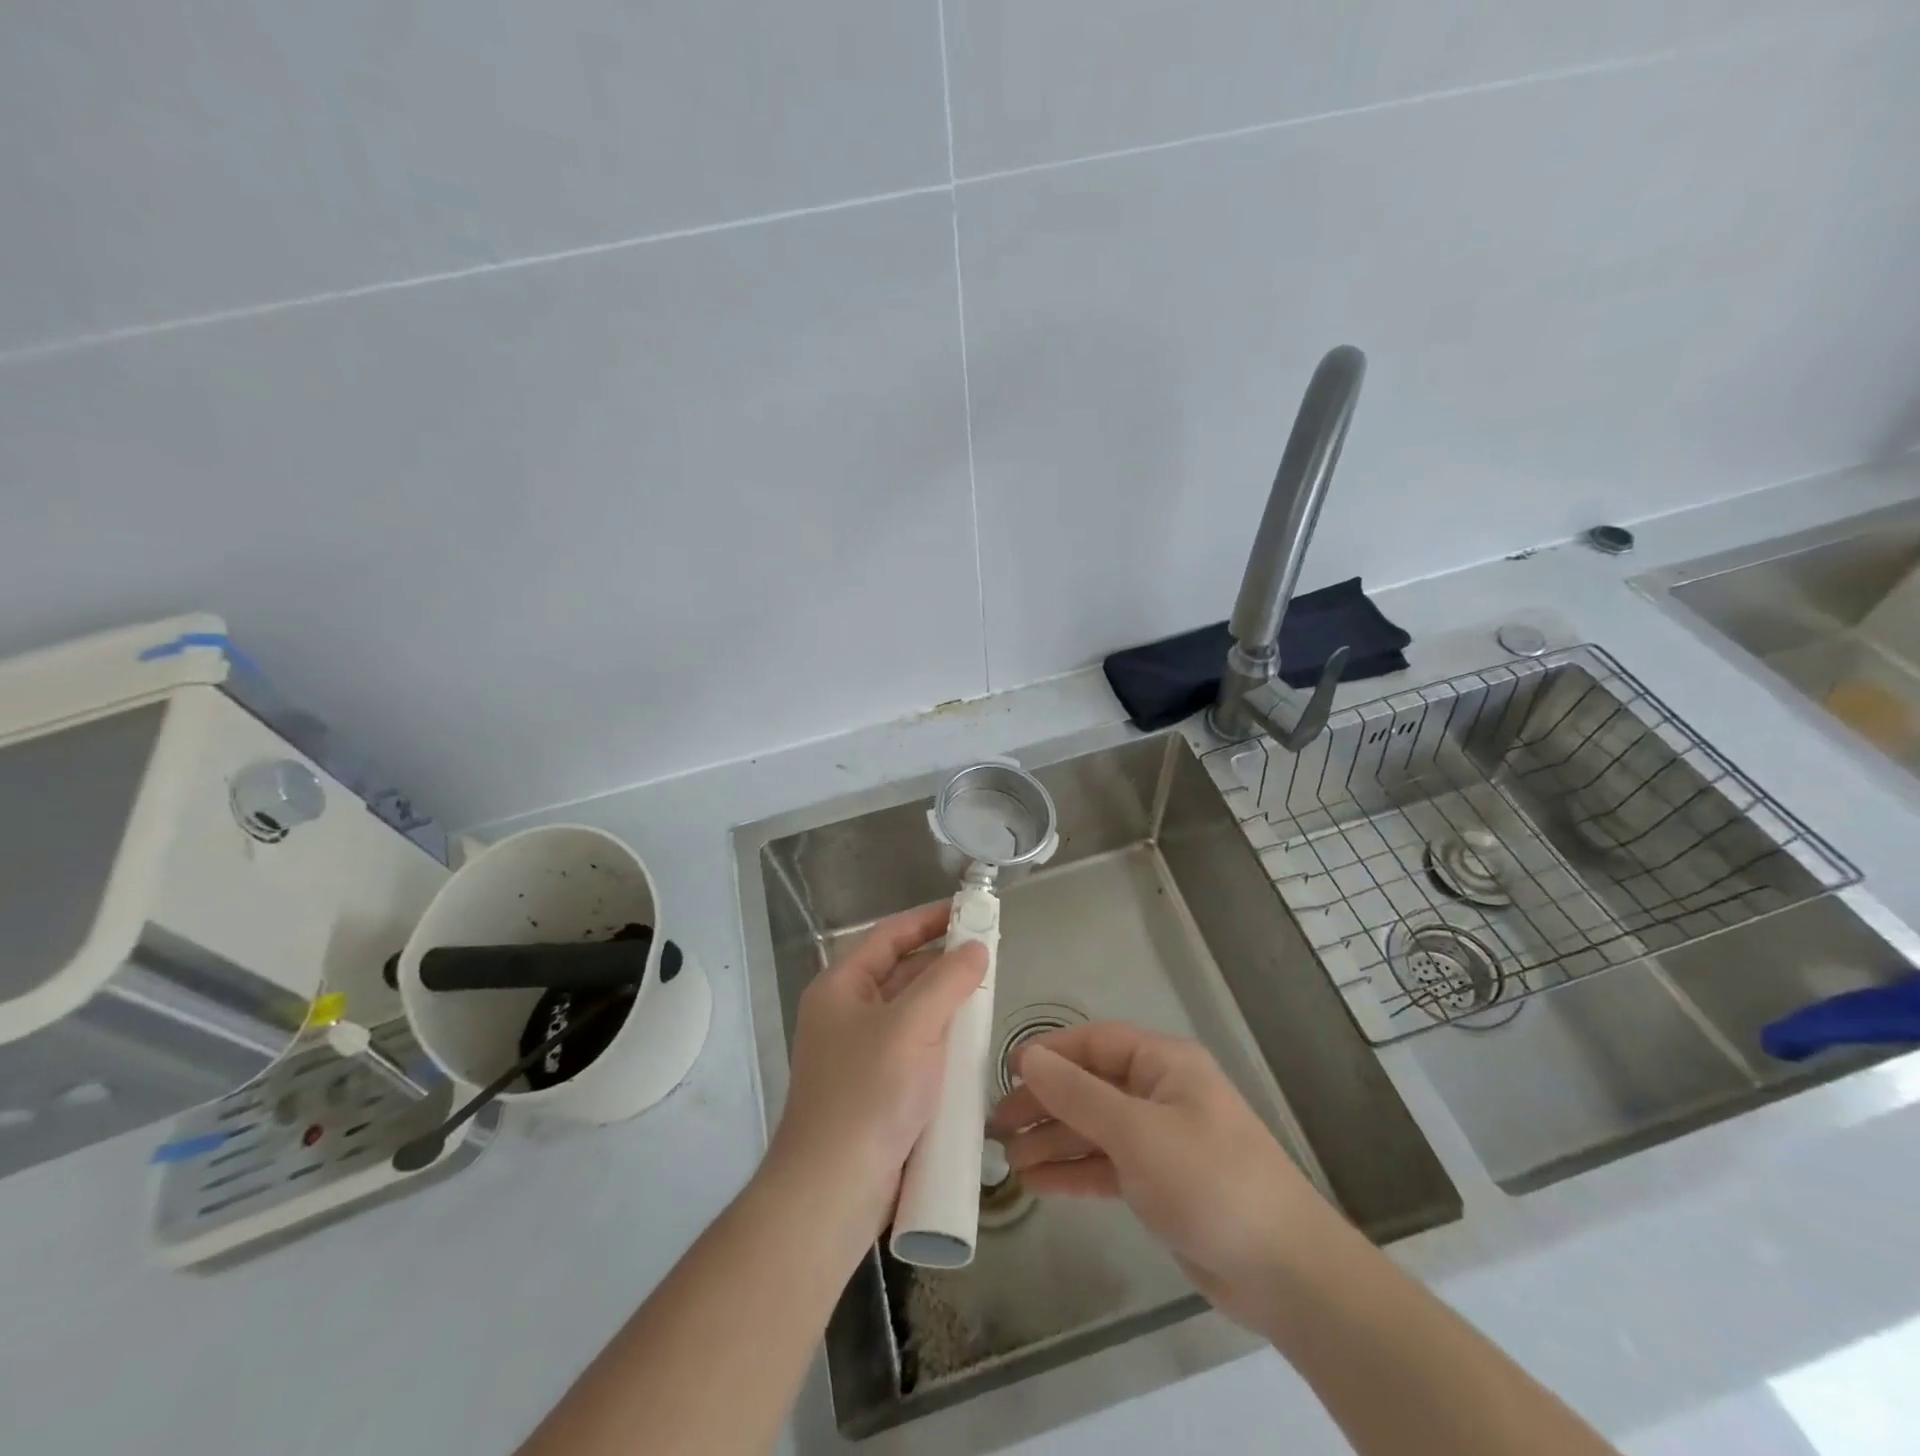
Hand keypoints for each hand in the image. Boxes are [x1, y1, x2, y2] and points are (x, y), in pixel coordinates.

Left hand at [767, 903, 986, 1240]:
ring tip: (988, 994)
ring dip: (946, 1003)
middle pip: (900, 972)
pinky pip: (914, 1048)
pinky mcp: (876, 1089)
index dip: (929, 919)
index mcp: (840, 987)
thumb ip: (947, 981)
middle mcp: (846, 1013)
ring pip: (910, 1013)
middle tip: (989, 954)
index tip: (970, 910)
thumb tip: (977, 948)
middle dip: (943, 962)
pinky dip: (941, 1040)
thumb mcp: (912, 1026)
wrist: (832, 1192)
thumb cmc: (868, 1094)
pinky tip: (971, 1044)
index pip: (889, 936)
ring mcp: (859, 1053)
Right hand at [988, 1022, 1339, 1332]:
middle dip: (1045, 1103)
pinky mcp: (1159, 1182)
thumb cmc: (1209, 1180)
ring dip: (1053, 1140)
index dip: (1050, 1054)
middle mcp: (1159, 1093)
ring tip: (1007, 1160)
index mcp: (1163, 1064)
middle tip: (997, 1125)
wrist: (1284, 1271)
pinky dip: (1073, 1171)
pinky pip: (1106, 1165)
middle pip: (1089, 1086)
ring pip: (1094, 1128)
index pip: (1094, 1043)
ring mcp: (1159, 1139)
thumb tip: (1027, 1057)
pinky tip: (1036, 1183)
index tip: (1006, 1073)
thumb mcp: (1137, 1132)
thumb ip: (1078, 1095)